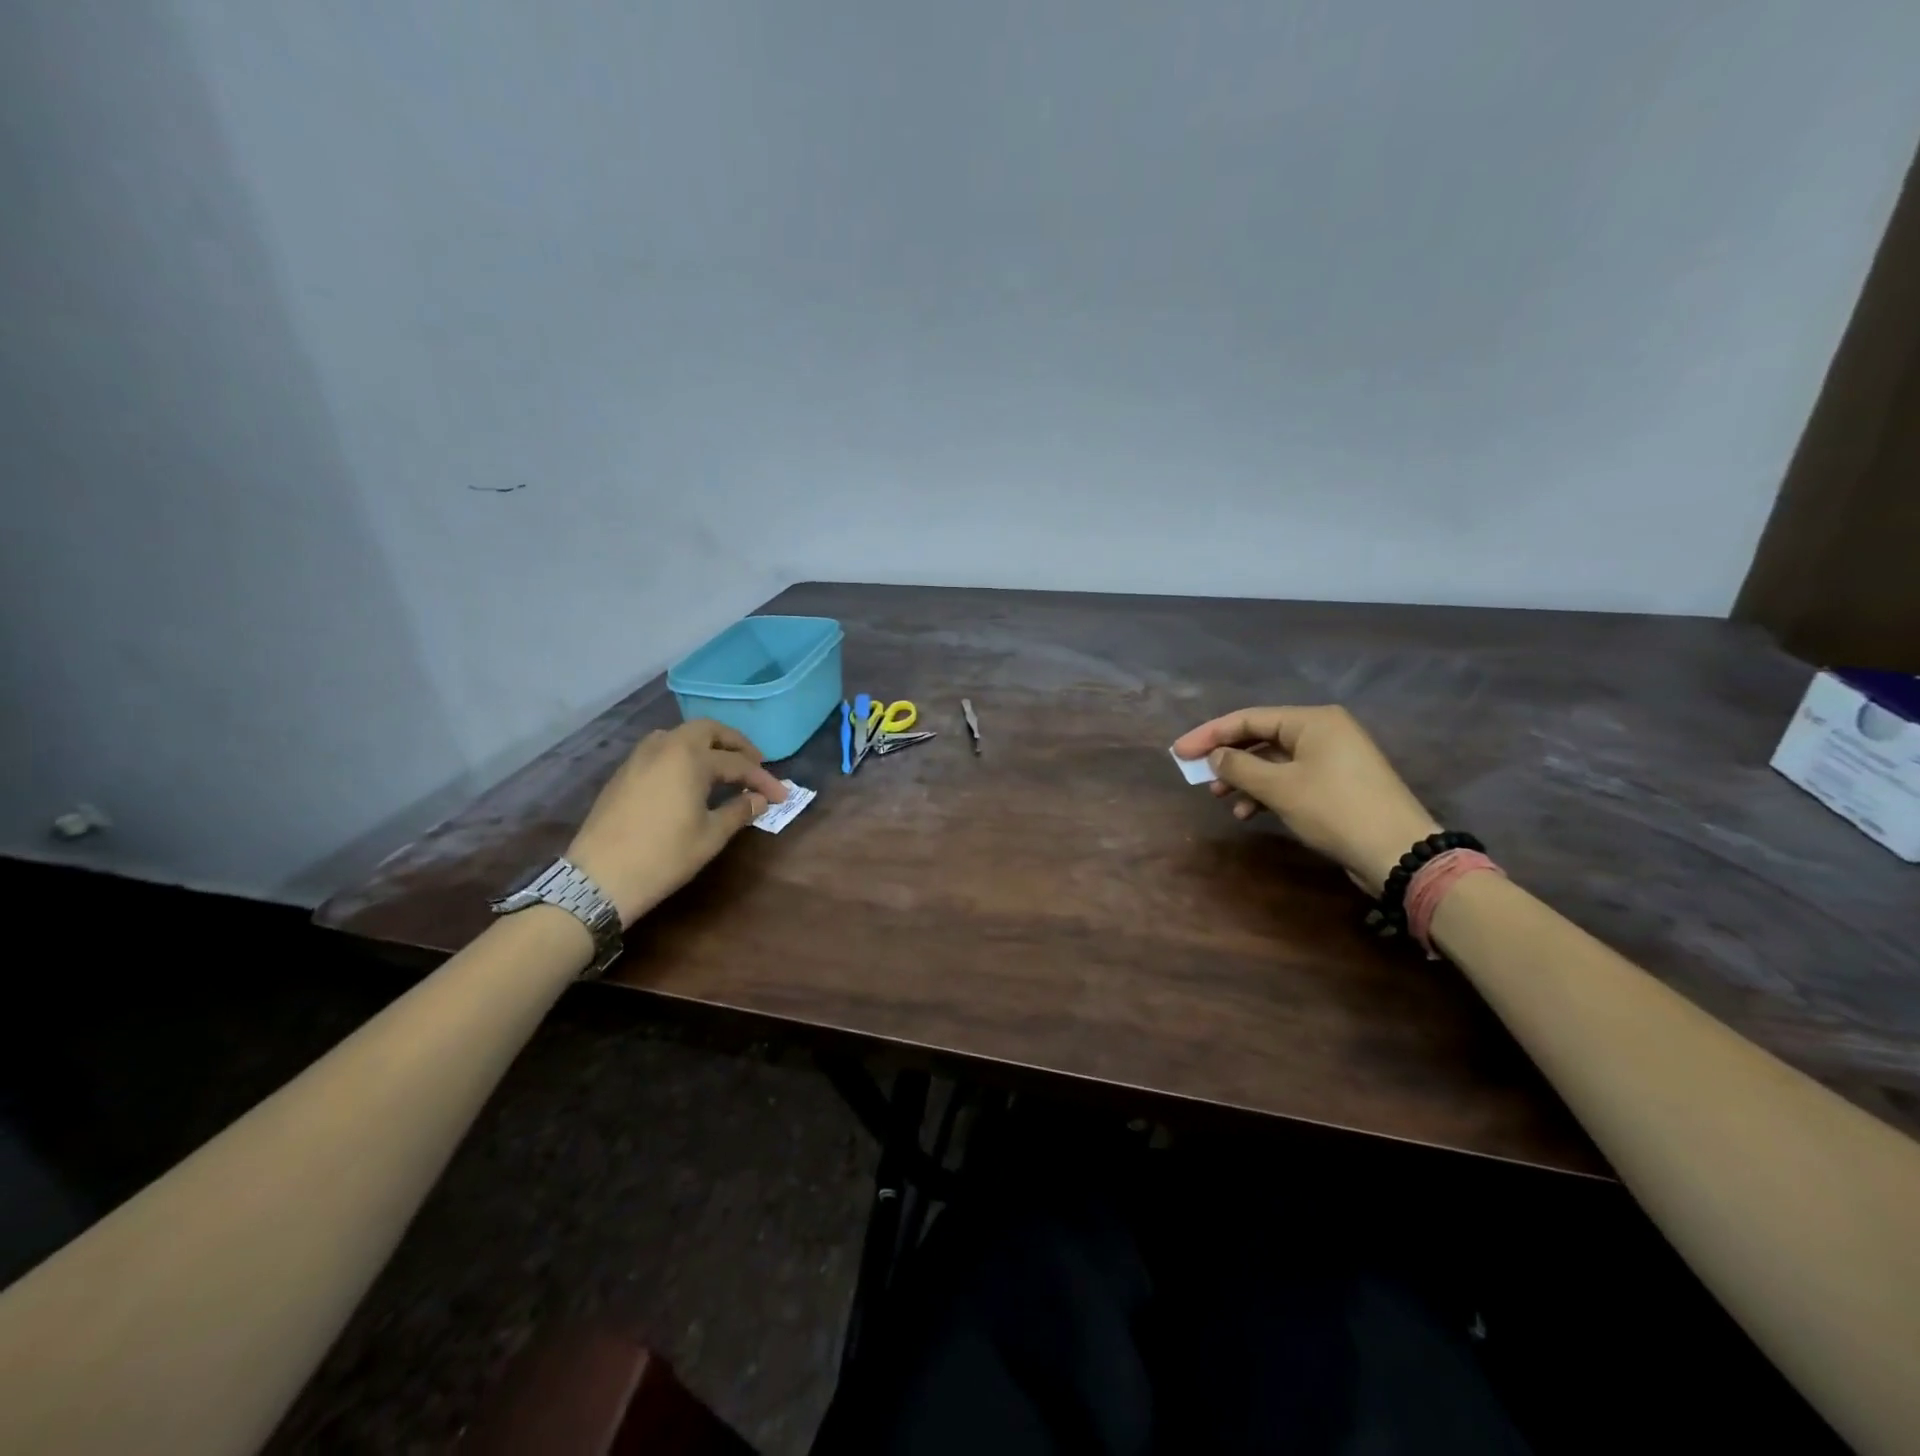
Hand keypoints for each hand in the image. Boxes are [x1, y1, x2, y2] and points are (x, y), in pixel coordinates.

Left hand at [566, 720, 788, 924]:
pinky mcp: (623, 773)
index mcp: (690, 758)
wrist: (599, 879)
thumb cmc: (664, 856)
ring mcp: (639, 758)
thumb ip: (739, 811)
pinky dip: (683, 756)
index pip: (738, 763)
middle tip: (754, 764)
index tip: (782, 795)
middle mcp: (665, 747)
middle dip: (735, 744)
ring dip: (706, 745)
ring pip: (680, 736)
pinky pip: (661, 750)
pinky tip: (690, 779)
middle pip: (707, 730)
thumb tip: (759, 800)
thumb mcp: (710, 836)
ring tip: (723, 768)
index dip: (763, 780)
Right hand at [1172, 705, 1438, 895]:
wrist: (1398, 853)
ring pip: (1274, 761)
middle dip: (1227, 758)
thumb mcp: (1280, 788)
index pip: (1248, 719)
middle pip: (1260, 738)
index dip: (1209, 734)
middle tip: (1196, 775)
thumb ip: (1239, 767)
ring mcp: (1332, 758)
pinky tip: (1248, 813)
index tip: (1179, 753)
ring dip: (1244, 779)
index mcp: (1312, 720)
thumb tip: (1216, 757)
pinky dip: (1266, 792)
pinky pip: (1290, 778)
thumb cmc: (1335, 810)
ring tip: (1221, 799)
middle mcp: (1323, 732)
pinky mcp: (1336, 784)